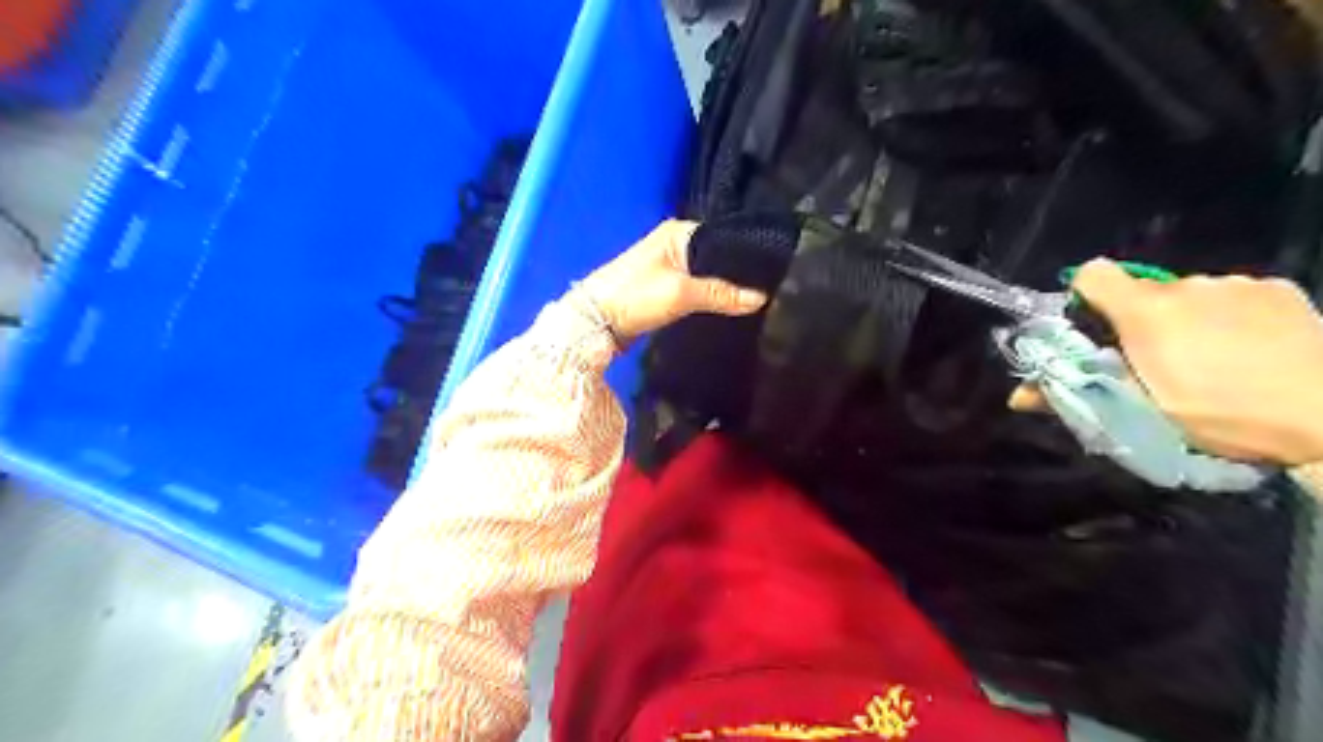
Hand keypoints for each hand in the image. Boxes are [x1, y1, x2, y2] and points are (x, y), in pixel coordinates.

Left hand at [577, 218, 764, 340]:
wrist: (594, 323)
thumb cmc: (635, 297)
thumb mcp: (681, 293)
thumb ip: (721, 294)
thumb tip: (762, 297)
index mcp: (679, 233)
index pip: (724, 238)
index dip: (746, 256)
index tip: (772, 274)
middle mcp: (675, 244)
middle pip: (716, 258)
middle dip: (737, 275)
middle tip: (768, 292)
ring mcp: (668, 266)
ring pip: (706, 275)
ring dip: (723, 288)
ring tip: (755, 302)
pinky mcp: (664, 288)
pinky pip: (696, 289)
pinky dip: (709, 298)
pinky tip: (727, 310)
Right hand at [1021, 259, 1322, 463]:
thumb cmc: (1223, 416)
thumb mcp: (1138, 413)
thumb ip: (1072, 395)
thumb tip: (1015, 397)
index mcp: (1145, 311)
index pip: (1092, 275)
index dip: (1086, 298)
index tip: (1095, 331)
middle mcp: (1186, 285)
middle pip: (1143, 291)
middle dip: (1141, 321)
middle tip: (1156, 363)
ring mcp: (1236, 284)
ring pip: (1190, 295)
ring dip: (1188, 319)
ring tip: (1213, 359)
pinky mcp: (1278, 289)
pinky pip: (1234, 295)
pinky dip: (1230, 316)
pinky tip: (1253, 349)